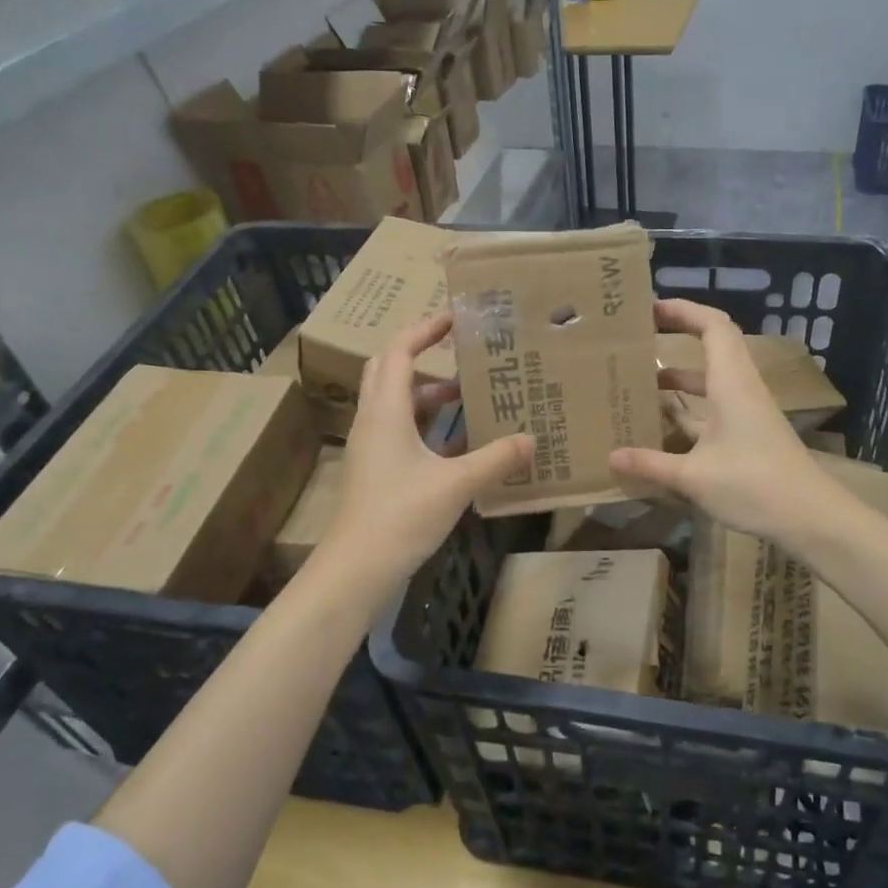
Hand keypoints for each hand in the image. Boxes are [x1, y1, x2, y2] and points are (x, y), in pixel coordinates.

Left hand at [314, 312, 531, 602]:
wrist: (356, 569)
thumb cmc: (400, 516)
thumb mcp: (455, 484)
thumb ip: (495, 459)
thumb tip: (531, 439)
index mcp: (385, 412)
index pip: (399, 352)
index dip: (424, 329)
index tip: (456, 318)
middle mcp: (373, 421)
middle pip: (389, 371)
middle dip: (422, 356)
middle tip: (459, 353)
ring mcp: (371, 448)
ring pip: (395, 404)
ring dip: (427, 393)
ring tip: (467, 395)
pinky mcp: (376, 471)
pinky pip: (400, 432)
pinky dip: (426, 426)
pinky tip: (458, 443)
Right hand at [609, 299, 831, 544]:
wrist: (809, 517)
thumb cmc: (753, 485)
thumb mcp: (693, 477)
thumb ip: (650, 464)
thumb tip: (611, 456)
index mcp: (731, 383)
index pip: (712, 327)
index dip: (683, 310)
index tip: (649, 308)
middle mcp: (740, 389)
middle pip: (712, 347)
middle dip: (677, 337)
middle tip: (638, 340)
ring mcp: (746, 413)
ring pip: (710, 381)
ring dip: (679, 378)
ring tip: (639, 382)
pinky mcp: (747, 435)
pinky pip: (712, 409)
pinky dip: (687, 409)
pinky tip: (661, 426)